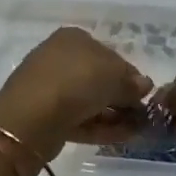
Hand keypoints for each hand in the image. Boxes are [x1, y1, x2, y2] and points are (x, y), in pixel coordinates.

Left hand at [0, 27, 152, 161]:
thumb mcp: (114, 76)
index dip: (130, 75)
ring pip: (90, 101)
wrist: (31, 117)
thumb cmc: (77, 82)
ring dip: (115, 115)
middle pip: (99, 79)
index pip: (109, 55)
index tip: (144, 94)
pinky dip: (101, 127)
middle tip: (142, 116)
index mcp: (73, 38)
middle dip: (122, 98)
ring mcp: (50, 88)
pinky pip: (80, 119)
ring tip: (138, 130)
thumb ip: (131, 82)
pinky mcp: (46, 116)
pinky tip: (123, 137)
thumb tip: (144, 85)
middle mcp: (59, 58)